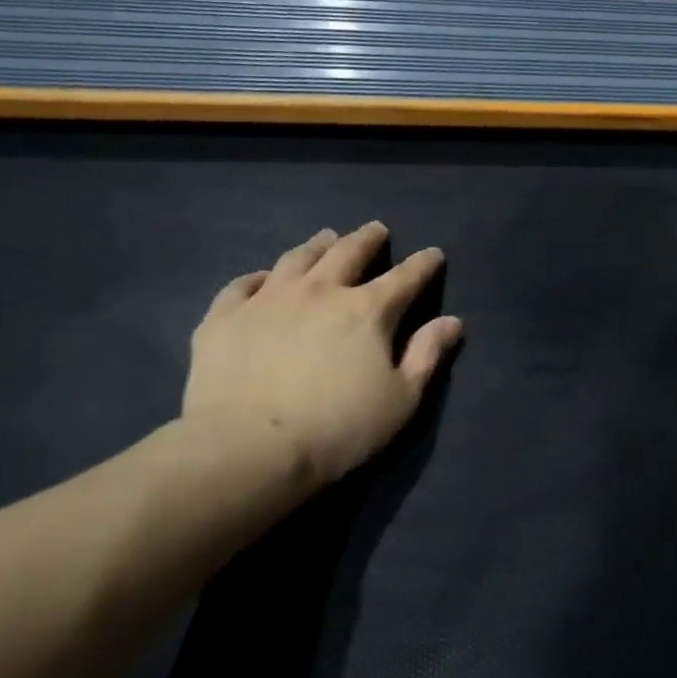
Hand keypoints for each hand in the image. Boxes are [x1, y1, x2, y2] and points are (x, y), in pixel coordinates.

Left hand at [181, 222, 463, 492]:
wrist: (248, 448)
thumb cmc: (338, 429)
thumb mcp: (401, 399)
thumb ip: (427, 355)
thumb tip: (452, 321)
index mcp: (367, 311)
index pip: (405, 277)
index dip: (423, 264)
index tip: (433, 254)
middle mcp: (320, 292)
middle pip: (348, 253)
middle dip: (367, 239)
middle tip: (376, 229)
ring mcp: (268, 300)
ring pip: (297, 259)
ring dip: (317, 245)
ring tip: (326, 238)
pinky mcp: (224, 317)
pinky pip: (242, 284)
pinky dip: (258, 276)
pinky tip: (262, 277)